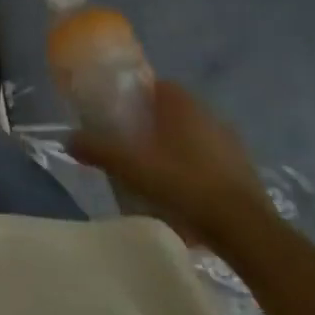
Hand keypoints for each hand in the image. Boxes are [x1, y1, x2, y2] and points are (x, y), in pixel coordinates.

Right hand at [69, 81, 269, 245]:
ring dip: (177, 147)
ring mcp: (232, 144)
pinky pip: (212, 160)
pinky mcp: (246, 172)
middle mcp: (210, 115)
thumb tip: (68, 139)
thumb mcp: (132, 167)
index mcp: (182, 105)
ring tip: (155, 171)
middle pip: (174, 111)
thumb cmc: (184, 184)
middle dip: (154, 123)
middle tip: (131, 144)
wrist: (244, 229)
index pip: (157, 85)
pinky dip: (196, 169)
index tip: (120, 113)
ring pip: (195, 136)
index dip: (136, 95)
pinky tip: (183, 191)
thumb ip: (98, 150)